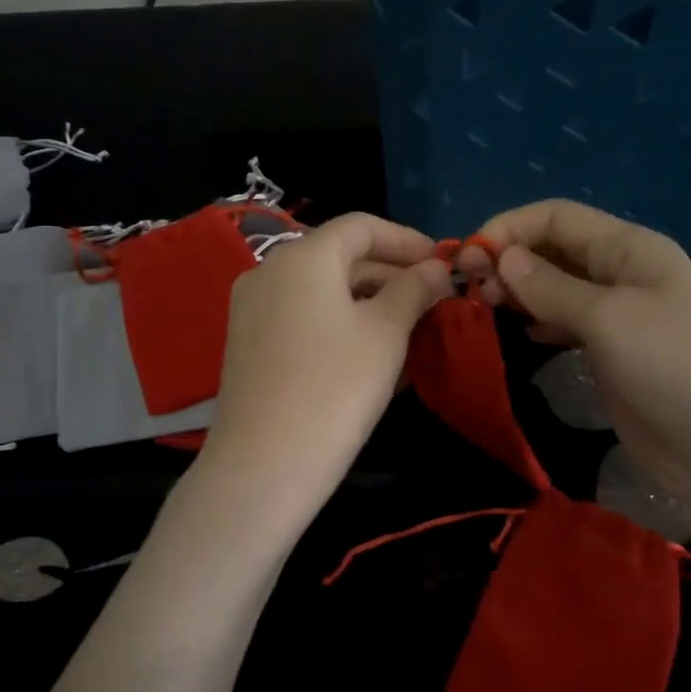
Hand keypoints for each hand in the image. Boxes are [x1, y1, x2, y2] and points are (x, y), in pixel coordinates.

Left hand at [200, 213, 452, 529]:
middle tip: (433, 298)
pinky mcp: (247, 342)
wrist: (263, 465)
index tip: (443, 262)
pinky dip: (338, 319)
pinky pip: (302, 315)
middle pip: (339, 255)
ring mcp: (252, 308)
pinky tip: (369, 348)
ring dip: (367, 298)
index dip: (407, 239)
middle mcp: (269, 271)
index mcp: (302, 257)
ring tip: (409, 324)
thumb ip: (414, 289)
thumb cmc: (335, 388)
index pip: (361, 226)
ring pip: (320, 288)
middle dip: (390, 271)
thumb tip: (437, 268)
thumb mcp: (386, 333)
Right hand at [460, 201, 690, 517]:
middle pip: (554, 249)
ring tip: (485, 309)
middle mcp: (621, 274)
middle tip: (471, 291)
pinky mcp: (614, 354)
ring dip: (520, 290)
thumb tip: (502, 256)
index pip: (556, 217)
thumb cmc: (676, 367)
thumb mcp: (609, 318)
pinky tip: (522, 334)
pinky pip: (567, 324)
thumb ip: (551, 287)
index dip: (509, 227)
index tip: (468, 257)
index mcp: (628, 249)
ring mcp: (619, 316)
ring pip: (557, 287)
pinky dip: (540, 322)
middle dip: (509, 259)